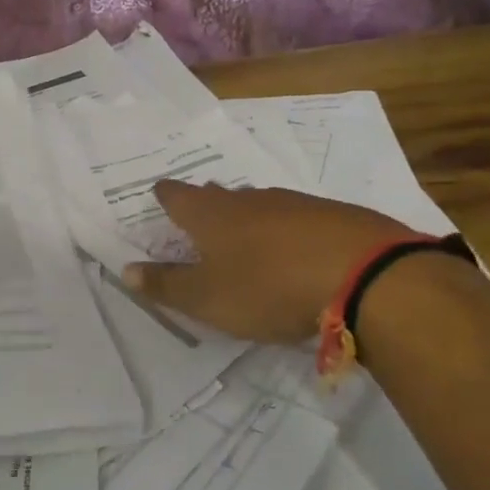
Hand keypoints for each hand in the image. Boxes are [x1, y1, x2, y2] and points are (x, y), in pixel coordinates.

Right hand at [121, 181, 410, 341]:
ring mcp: (293, 203)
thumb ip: (166, 285)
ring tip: (245, 233)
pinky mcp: (332, 215)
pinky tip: (295, 247)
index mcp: (211, 216)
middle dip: (206, 203)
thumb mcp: (208, 298)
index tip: (159, 191)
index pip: (177, 196)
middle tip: (199, 212)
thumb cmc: (268, 287)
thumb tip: (126, 270)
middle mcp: (248, 200)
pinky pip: (297, 217)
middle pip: (218, 196)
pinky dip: (286, 229)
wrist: (363, 274)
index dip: (166, 195)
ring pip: (259, 204)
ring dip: (247, 216)